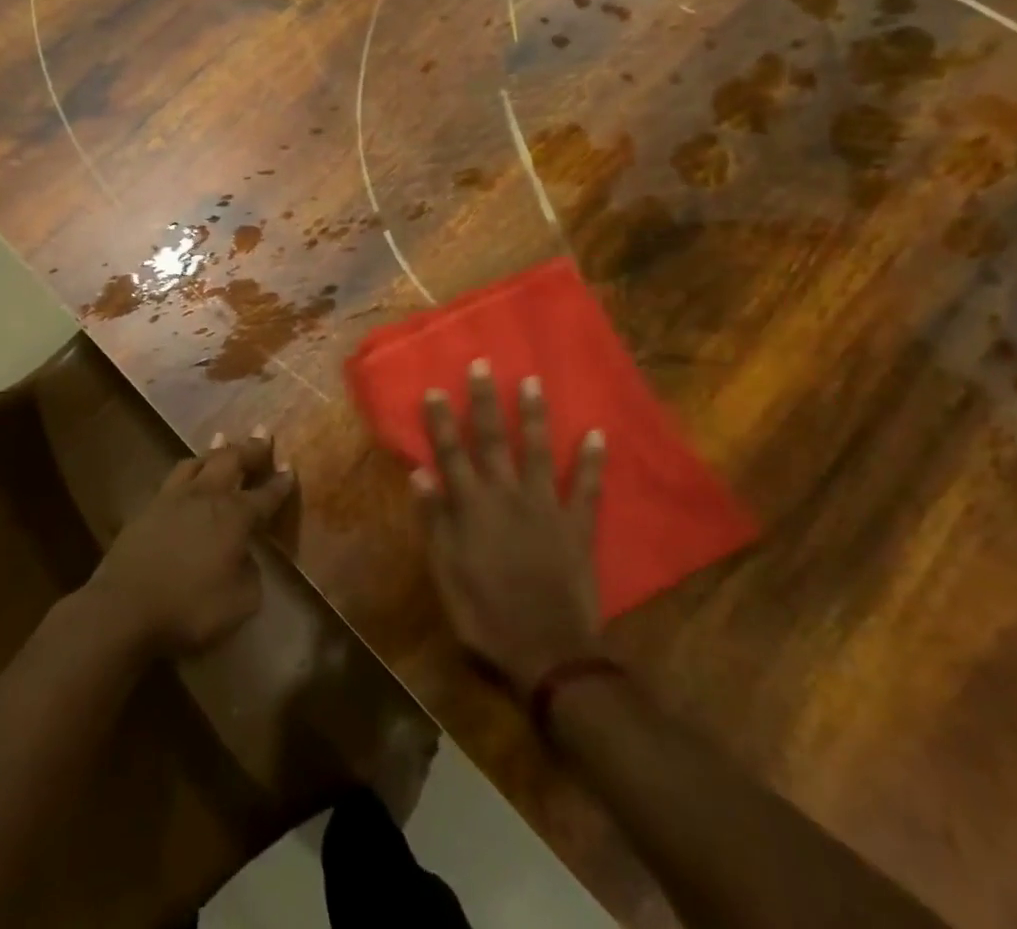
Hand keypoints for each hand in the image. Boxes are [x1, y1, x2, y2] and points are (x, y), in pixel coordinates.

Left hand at [88, 428, 295, 655]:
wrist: (124, 609)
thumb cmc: (189, 608)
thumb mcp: (240, 603)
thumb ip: (250, 574)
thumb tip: (245, 557)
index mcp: (233, 516)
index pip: (264, 496)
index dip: (280, 483)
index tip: (290, 468)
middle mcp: (205, 497)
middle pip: (231, 461)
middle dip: (251, 448)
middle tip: (263, 434)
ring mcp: (173, 499)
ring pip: (198, 462)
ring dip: (215, 450)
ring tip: (224, 440)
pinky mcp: (148, 508)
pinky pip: (174, 477)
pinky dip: (189, 468)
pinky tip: (188, 473)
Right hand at [411, 360, 607, 695]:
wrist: (547, 652)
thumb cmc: (485, 614)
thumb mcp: (445, 572)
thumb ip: (434, 519)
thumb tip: (420, 473)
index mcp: (471, 506)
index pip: (451, 453)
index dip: (442, 421)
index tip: (436, 389)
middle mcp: (507, 495)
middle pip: (493, 440)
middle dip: (486, 401)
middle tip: (483, 364)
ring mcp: (546, 506)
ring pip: (539, 451)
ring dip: (535, 415)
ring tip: (533, 381)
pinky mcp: (578, 525)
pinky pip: (588, 487)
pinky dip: (593, 461)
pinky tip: (596, 433)